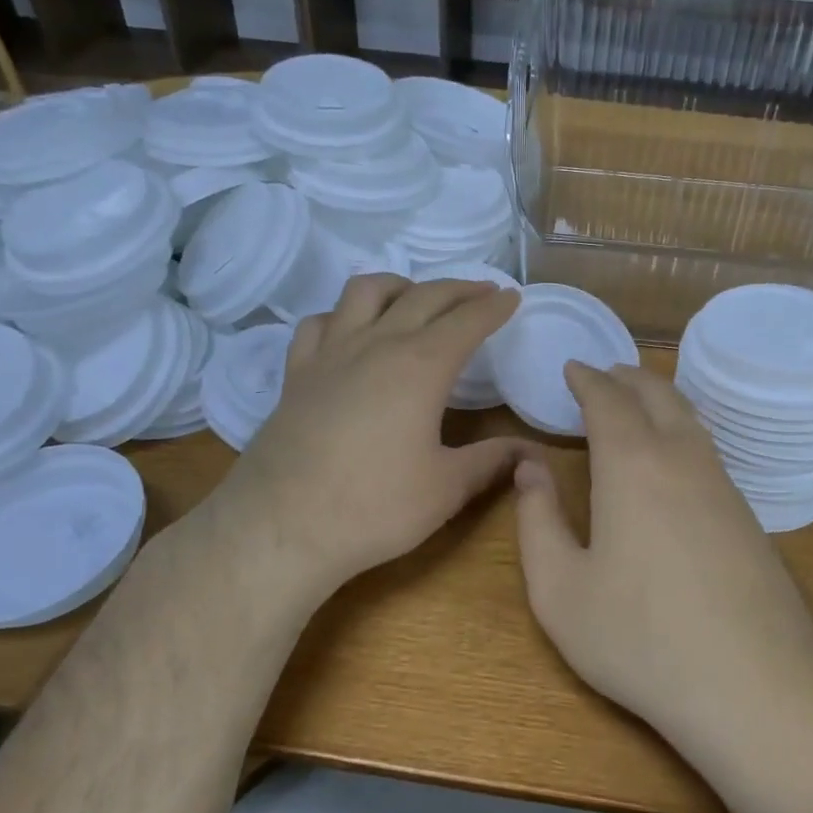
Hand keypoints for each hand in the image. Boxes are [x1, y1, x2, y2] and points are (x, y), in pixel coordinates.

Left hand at [217, 274, 531, 598]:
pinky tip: (349, 330)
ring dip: (399, 285)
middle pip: (423, 296)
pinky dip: (342, 315)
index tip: (511, 297)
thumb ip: (491, 461)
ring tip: (416, 297)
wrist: (281, 527)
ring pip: (365, 292)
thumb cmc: (374, 507)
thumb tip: (531, 453)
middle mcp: (377, 345)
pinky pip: (319, 323)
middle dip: (458, 289)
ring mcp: (330, 354)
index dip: (493, 307)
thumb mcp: (446, 488)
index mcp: (421, 366)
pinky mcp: (297, 374)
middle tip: (481, 292)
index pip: (466, 322)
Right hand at [511, 363, 812, 744]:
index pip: (607, 399)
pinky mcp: (747, 514)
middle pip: (655, 394)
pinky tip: (675, 451)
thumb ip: (538, 521)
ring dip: (658, 397)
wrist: (755, 685)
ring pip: (689, 417)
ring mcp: (722, 484)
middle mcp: (681, 458)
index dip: (586, 379)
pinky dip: (682, 426)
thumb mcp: (560, 590)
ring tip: (636, 397)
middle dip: (625, 377)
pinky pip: (707, 446)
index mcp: (632, 464)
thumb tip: (529, 467)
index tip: (571, 368)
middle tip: (602, 372)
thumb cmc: (640, 638)